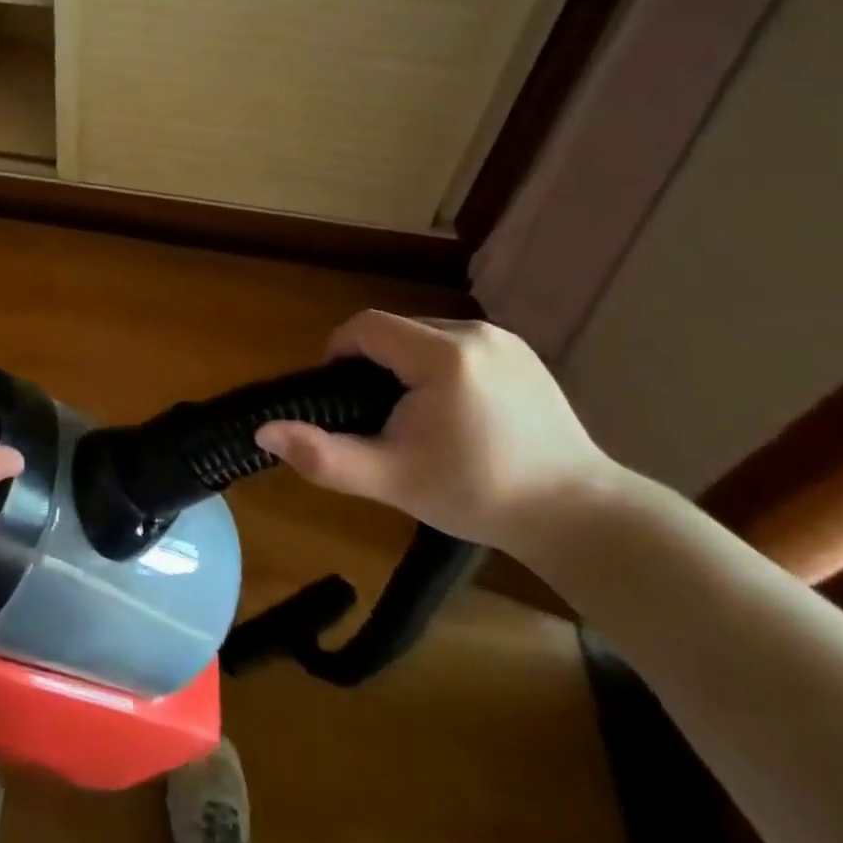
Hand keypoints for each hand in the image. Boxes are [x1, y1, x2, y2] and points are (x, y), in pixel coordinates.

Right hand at [254, 311, 628, 556]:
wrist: (579, 515)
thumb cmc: (479, 495)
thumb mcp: (393, 479)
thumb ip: (324, 455)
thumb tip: (262, 432)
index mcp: (442, 355)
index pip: (365, 327)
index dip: (339, 354)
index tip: (341, 398)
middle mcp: (474, 333)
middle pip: (394, 331)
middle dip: (373, 365)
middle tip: (378, 418)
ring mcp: (503, 340)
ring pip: (424, 337)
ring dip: (405, 366)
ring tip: (415, 418)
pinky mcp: (522, 353)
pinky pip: (457, 346)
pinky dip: (438, 368)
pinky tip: (454, 412)